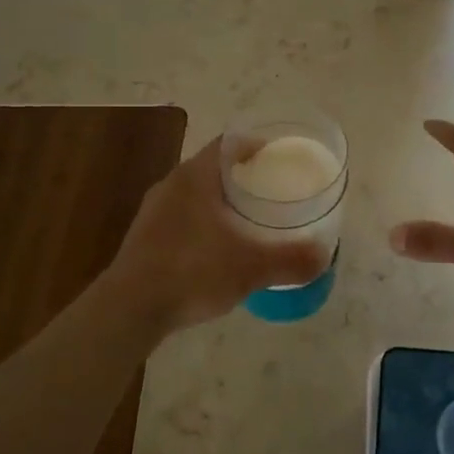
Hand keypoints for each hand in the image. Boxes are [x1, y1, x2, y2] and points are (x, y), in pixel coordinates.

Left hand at [108, 137, 329, 332]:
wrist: (129, 309)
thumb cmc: (192, 271)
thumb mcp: (251, 267)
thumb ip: (290, 260)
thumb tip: (324, 257)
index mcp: (195, 177)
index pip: (228, 144)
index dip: (255, 145)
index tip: (278, 156)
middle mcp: (172, 185)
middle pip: (213, 168)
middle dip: (242, 176)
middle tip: (271, 189)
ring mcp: (154, 212)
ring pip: (196, 194)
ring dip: (221, 201)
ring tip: (249, 219)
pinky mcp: (144, 238)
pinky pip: (182, 218)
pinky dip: (204, 224)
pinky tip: (219, 249)